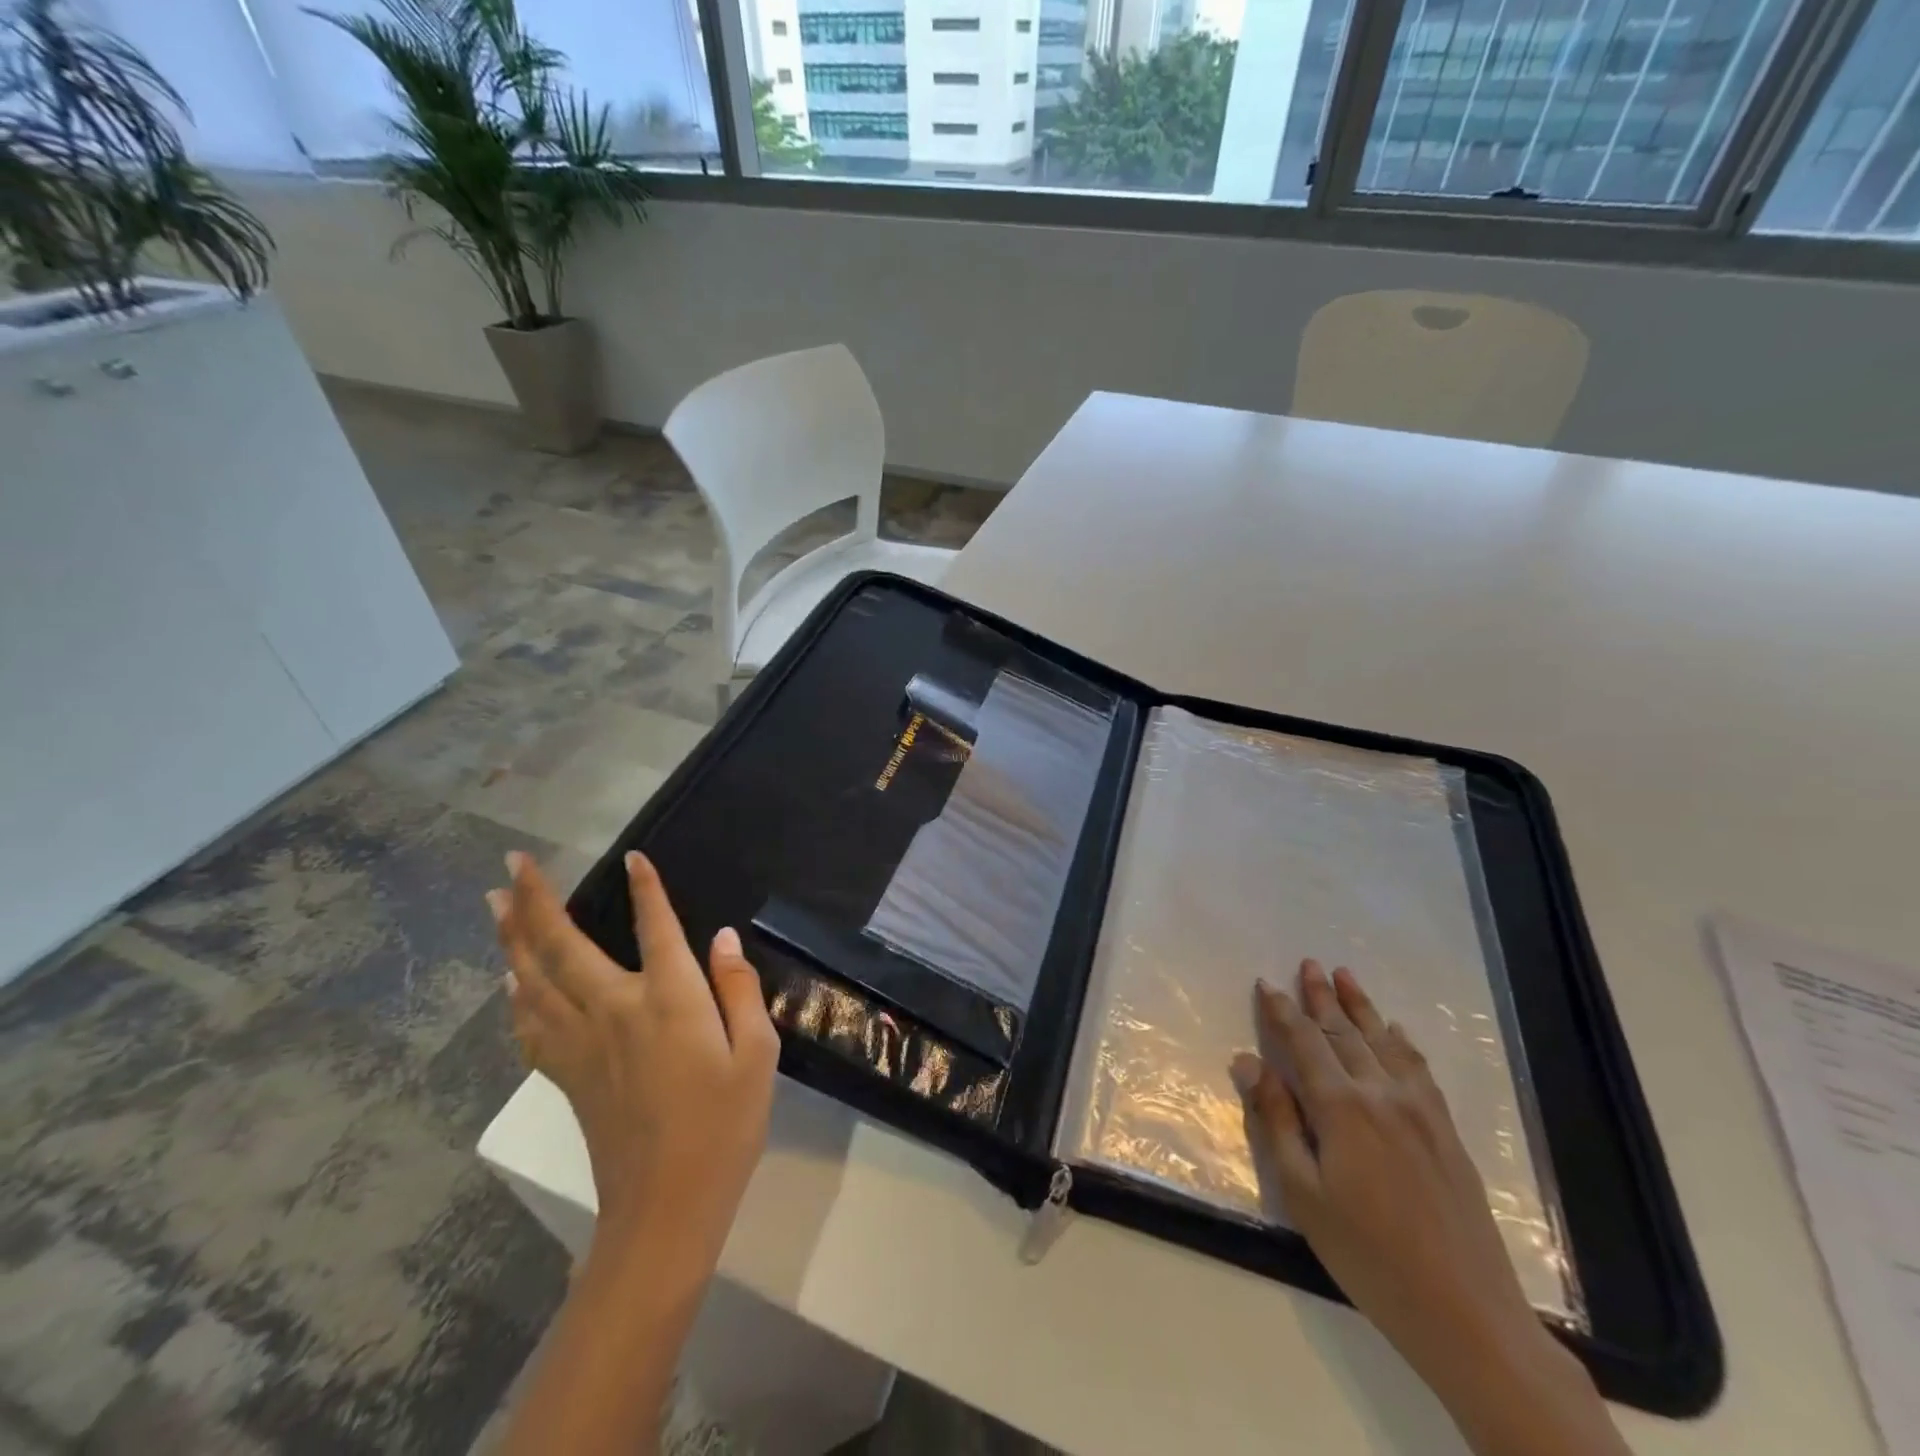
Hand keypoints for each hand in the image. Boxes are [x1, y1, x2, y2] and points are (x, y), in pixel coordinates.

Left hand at [488, 851, 778, 1264]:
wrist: (667, 1207)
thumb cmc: (725, 1126)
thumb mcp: (757, 1054)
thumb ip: (739, 989)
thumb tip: (723, 937)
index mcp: (670, 1001)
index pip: (656, 927)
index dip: (646, 889)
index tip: (633, 857)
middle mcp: (616, 1011)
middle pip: (564, 946)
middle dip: (538, 900)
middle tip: (514, 863)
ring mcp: (582, 1045)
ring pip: (534, 979)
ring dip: (513, 936)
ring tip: (497, 902)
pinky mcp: (567, 1077)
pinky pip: (530, 1025)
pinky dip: (515, 995)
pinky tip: (509, 979)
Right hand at [1232, 961, 1624, 1455]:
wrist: (1466, 1311)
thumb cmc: (1367, 1254)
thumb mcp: (1303, 1193)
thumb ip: (1276, 1120)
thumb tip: (1248, 1061)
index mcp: (1341, 1107)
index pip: (1304, 1042)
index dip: (1282, 1010)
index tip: (1267, 983)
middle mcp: (1381, 1093)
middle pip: (1343, 1032)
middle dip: (1321, 996)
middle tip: (1308, 963)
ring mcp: (1420, 1110)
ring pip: (1382, 1042)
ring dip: (1360, 1006)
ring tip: (1344, 975)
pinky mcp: (1446, 1130)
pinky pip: (1419, 1068)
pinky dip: (1401, 1041)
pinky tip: (1394, 1030)